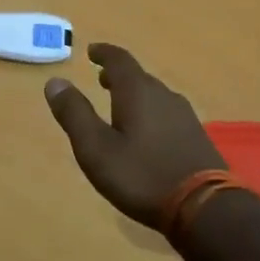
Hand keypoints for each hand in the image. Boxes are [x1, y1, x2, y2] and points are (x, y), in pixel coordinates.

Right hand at [44, 43, 224, 226]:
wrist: (205, 209)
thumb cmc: (142, 175)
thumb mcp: (96, 148)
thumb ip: (74, 113)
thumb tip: (55, 81)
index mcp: (137, 92)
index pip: (119, 60)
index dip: (103, 53)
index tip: (91, 51)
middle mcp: (164, 96)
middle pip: (139, 76)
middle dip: (118, 75)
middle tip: (101, 79)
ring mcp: (185, 116)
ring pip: (155, 95)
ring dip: (135, 94)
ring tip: (120, 105)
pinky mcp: (196, 137)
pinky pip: (167, 113)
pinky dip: (150, 112)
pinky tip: (147, 133)